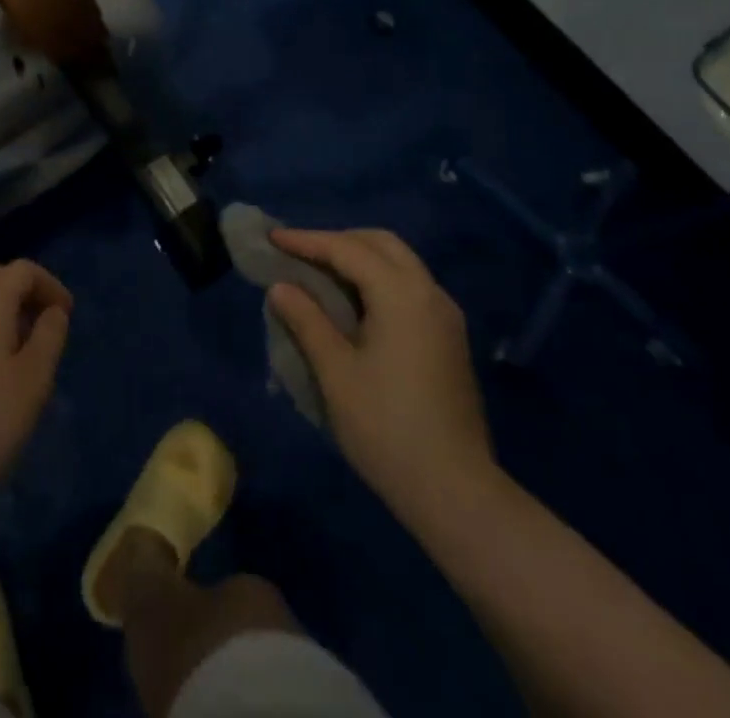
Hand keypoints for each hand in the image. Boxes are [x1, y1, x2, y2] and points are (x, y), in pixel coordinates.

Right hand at [267, 229, 496, 522]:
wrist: (456, 492)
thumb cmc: (386, 427)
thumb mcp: (335, 372)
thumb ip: (307, 320)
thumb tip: (281, 287)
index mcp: (402, 294)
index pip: (347, 249)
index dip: (307, 240)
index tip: (273, 237)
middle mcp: (429, 293)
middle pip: (381, 243)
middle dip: (338, 240)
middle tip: (300, 253)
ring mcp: (445, 315)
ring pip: (399, 263)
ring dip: (360, 258)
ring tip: (321, 273)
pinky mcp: (449, 338)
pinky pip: (409, 286)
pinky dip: (378, 279)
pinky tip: (354, 303)